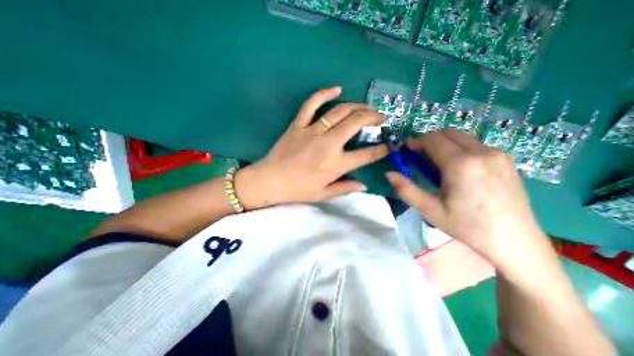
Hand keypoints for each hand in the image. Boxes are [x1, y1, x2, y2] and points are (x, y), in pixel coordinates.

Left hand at [237, 88, 388, 210]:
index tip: (388, 144)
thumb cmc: (298, 190)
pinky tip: (337, 89)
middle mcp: (328, 144)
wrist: (270, 180)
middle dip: (373, 117)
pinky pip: (312, 104)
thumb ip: (345, 188)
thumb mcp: (323, 194)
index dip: (381, 149)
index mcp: (336, 164)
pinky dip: (324, 94)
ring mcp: (312, 131)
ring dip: (357, 106)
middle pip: (356, 123)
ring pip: (339, 112)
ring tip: (366, 107)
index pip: (365, 155)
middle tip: (381, 117)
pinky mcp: (299, 124)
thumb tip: (364, 186)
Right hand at [384, 129, 553, 273]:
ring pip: (462, 137)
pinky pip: (475, 145)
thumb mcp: (430, 210)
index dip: (416, 142)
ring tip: (438, 165)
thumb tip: (389, 173)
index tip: (407, 150)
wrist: (514, 241)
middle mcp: (482, 152)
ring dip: (444, 144)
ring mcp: (498, 154)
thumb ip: (406, 190)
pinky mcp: (507, 159)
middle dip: (429, 140)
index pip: (433, 139)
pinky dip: (459, 149)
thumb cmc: (467, 226)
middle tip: (420, 158)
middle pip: (447, 133)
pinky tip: (458, 169)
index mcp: (461, 165)